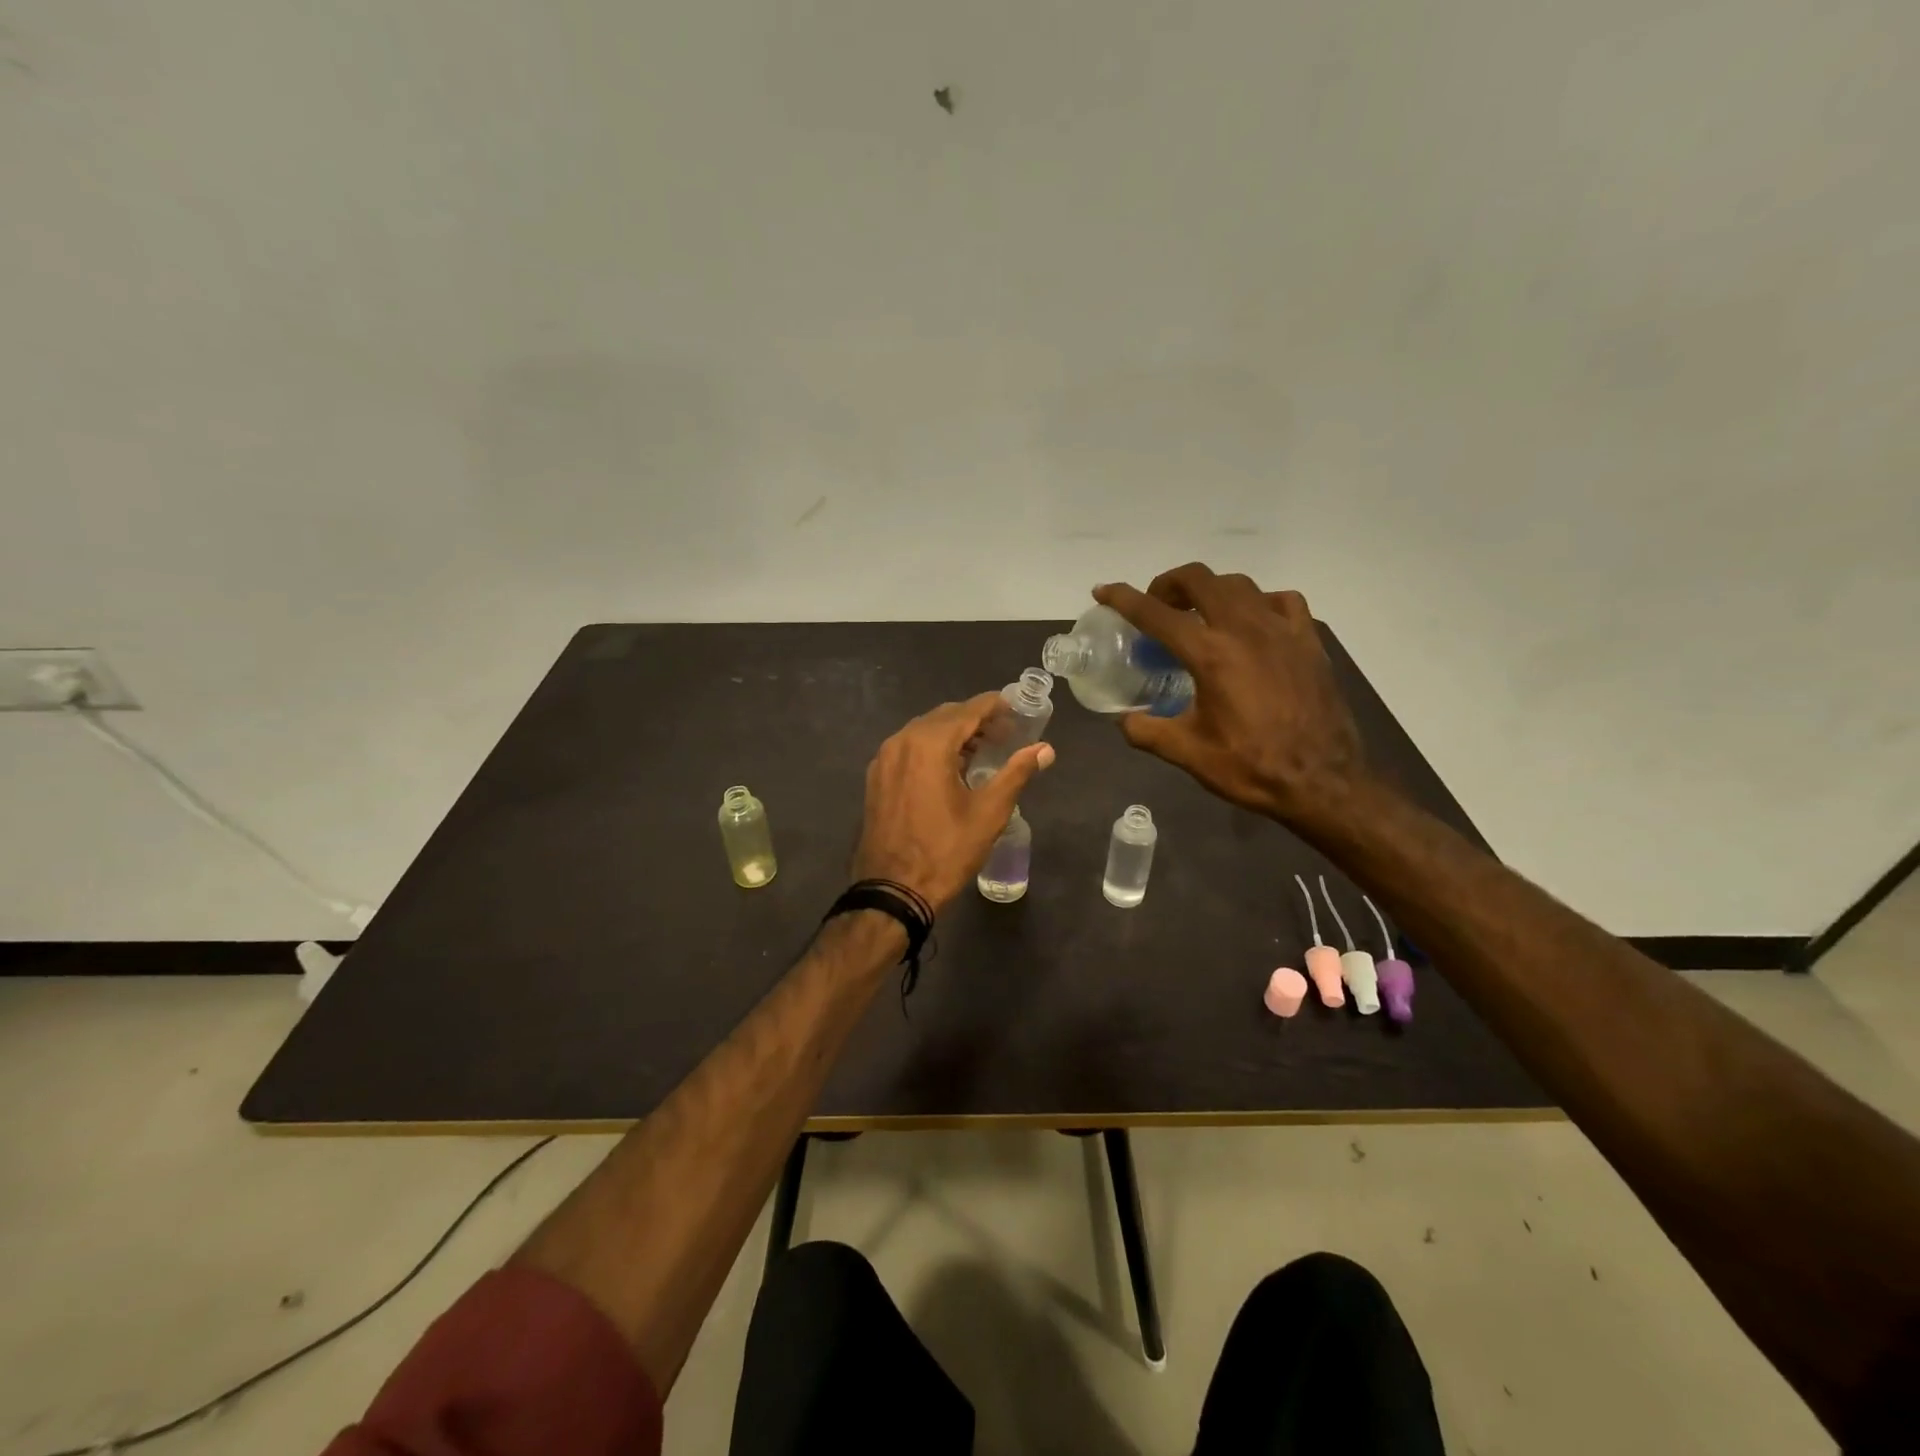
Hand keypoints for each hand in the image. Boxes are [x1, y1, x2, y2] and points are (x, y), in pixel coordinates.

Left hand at [852, 694, 1055, 910]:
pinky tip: (950, 769)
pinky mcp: (876, 777)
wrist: (893, 890)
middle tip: (1005, 734)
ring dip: (953, 734)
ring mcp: (884, 758)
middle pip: (945, 716)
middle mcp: (902, 740)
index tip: (1018, 711)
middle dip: (976, 719)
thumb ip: (1017, 773)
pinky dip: (931, 748)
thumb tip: (1045, 749)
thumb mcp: (989, 812)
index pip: (969, 709)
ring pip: (924, 731)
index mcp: (929, 743)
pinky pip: (908, 748)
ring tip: (982, 752)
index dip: (995, 706)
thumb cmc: (946, 851)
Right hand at [1093, 565, 1367, 827]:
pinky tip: (1252, 623)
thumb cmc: (1252, 767)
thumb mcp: (1189, 754)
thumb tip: (1124, 720)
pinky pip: (1281, 601)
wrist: (1324, 782)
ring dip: (1210, 590)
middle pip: (1199, 579)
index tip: (1103, 591)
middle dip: (1169, 583)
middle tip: (1157, 605)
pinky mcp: (1308, 641)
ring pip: (1239, 584)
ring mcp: (1282, 630)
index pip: (1156, 614)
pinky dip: (1258, 602)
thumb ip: (1147, 732)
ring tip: (1199, 614)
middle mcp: (1245, 630)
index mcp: (1210, 655)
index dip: (1124, 598)